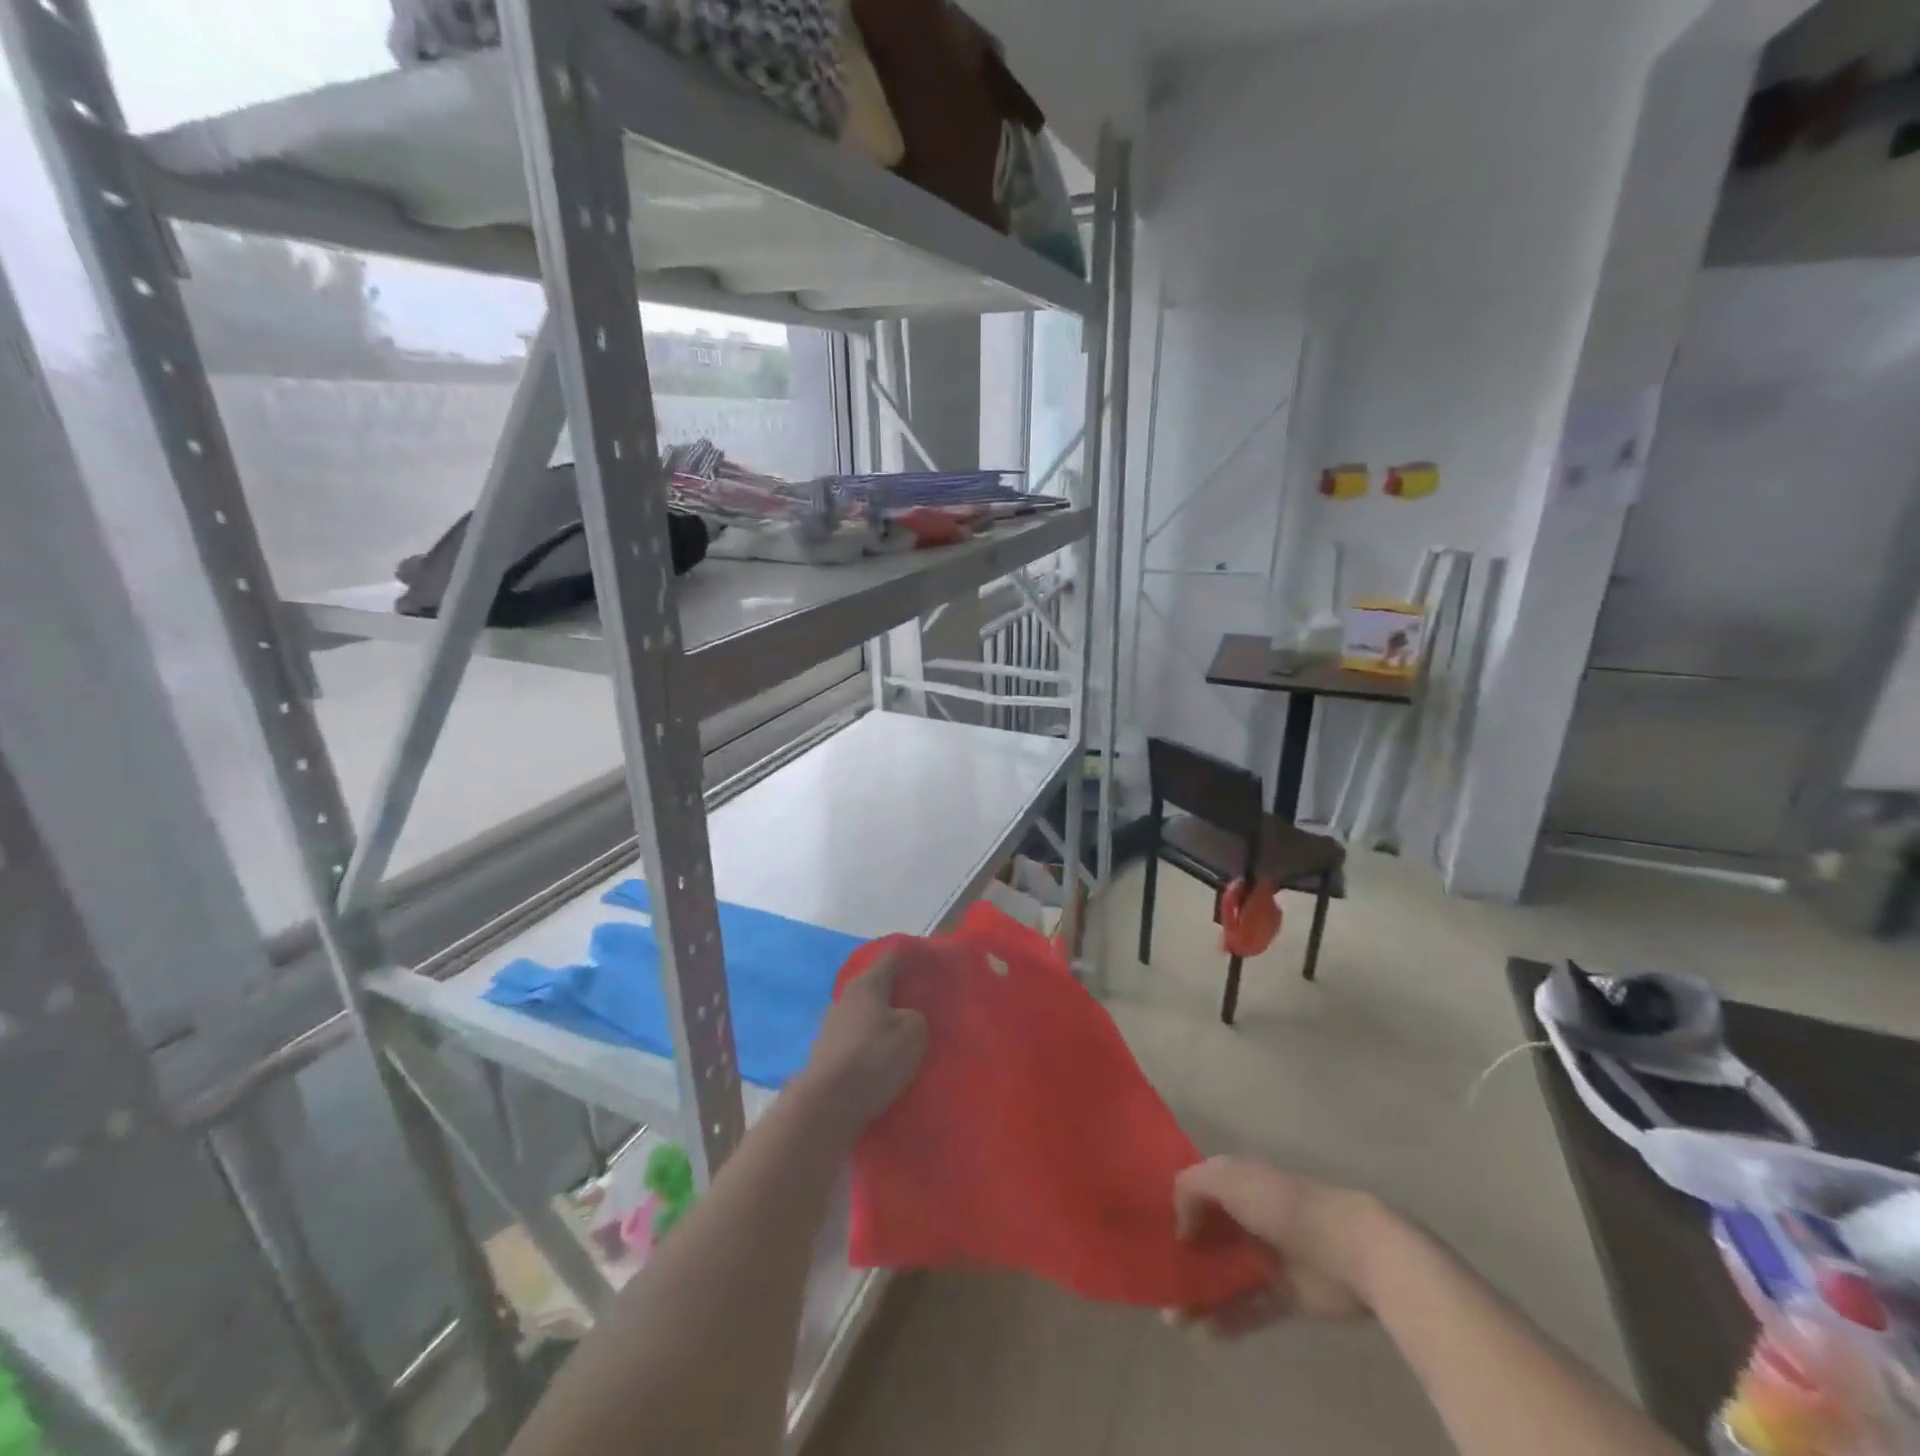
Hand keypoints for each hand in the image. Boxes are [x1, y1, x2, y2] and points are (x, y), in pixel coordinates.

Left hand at [795, 947, 928, 1137]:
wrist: (826, 1105)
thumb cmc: (873, 1059)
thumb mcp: (913, 1033)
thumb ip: (917, 1016)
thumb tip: (906, 1016)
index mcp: (867, 984)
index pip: (893, 957)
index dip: (913, 955)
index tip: (931, 960)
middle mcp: (846, 997)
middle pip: (878, 985)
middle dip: (900, 990)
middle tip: (925, 999)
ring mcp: (832, 1025)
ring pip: (867, 1013)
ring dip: (885, 1019)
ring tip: (907, 1032)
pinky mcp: (827, 1052)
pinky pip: (858, 1038)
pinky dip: (872, 1041)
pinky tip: (886, 1055)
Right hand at [1168, 1157, 1382, 1335]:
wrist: (1350, 1249)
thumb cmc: (1283, 1205)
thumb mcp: (1228, 1179)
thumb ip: (1192, 1188)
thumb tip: (1181, 1227)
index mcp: (1237, 1182)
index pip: (1197, 1190)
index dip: (1174, 1206)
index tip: (1150, 1228)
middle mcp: (1248, 1217)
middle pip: (1207, 1236)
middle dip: (1181, 1256)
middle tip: (1156, 1278)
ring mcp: (1266, 1257)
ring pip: (1222, 1275)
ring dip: (1198, 1293)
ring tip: (1173, 1317)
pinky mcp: (1283, 1295)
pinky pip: (1247, 1307)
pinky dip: (1225, 1319)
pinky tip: (1202, 1332)